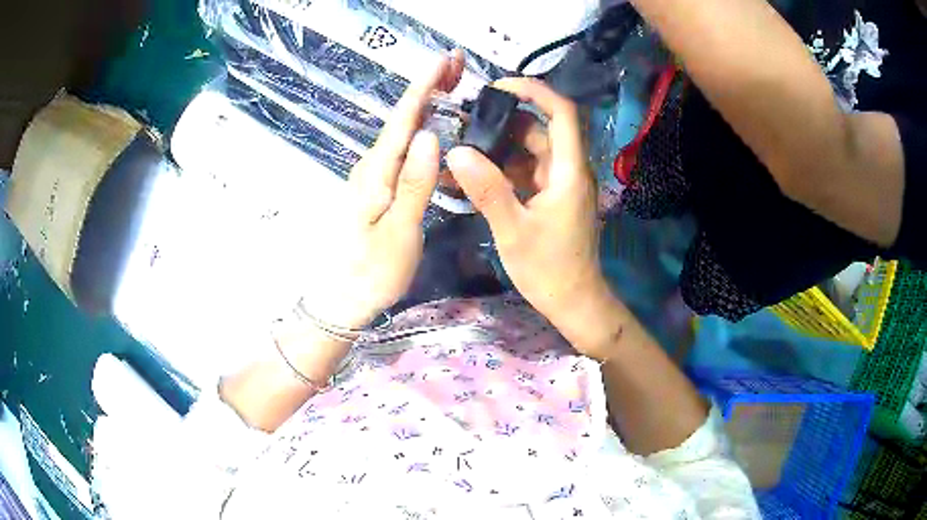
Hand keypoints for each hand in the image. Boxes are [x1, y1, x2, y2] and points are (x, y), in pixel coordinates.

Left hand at [302, 51, 464, 328]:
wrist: (343, 298)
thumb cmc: (373, 270)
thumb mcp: (400, 231)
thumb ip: (415, 183)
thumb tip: (431, 135)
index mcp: (377, 172)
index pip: (404, 118)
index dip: (425, 86)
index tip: (445, 59)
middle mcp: (372, 166)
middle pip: (402, 117)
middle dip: (428, 87)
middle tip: (454, 63)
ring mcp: (373, 176)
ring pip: (402, 130)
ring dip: (425, 104)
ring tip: (451, 85)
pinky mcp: (377, 188)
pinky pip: (402, 148)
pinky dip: (420, 128)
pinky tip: (434, 126)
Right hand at [446, 78, 618, 352]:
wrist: (573, 301)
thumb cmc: (549, 269)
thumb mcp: (513, 230)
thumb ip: (487, 189)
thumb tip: (456, 152)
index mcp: (569, 171)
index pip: (562, 113)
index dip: (535, 91)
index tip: (499, 86)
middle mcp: (569, 170)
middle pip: (540, 129)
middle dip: (505, 120)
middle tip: (465, 122)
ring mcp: (560, 183)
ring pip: (531, 150)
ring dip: (500, 146)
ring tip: (462, 145)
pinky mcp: (551, 196)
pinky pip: (527, 171)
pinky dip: (503, 168)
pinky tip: (474, 173)